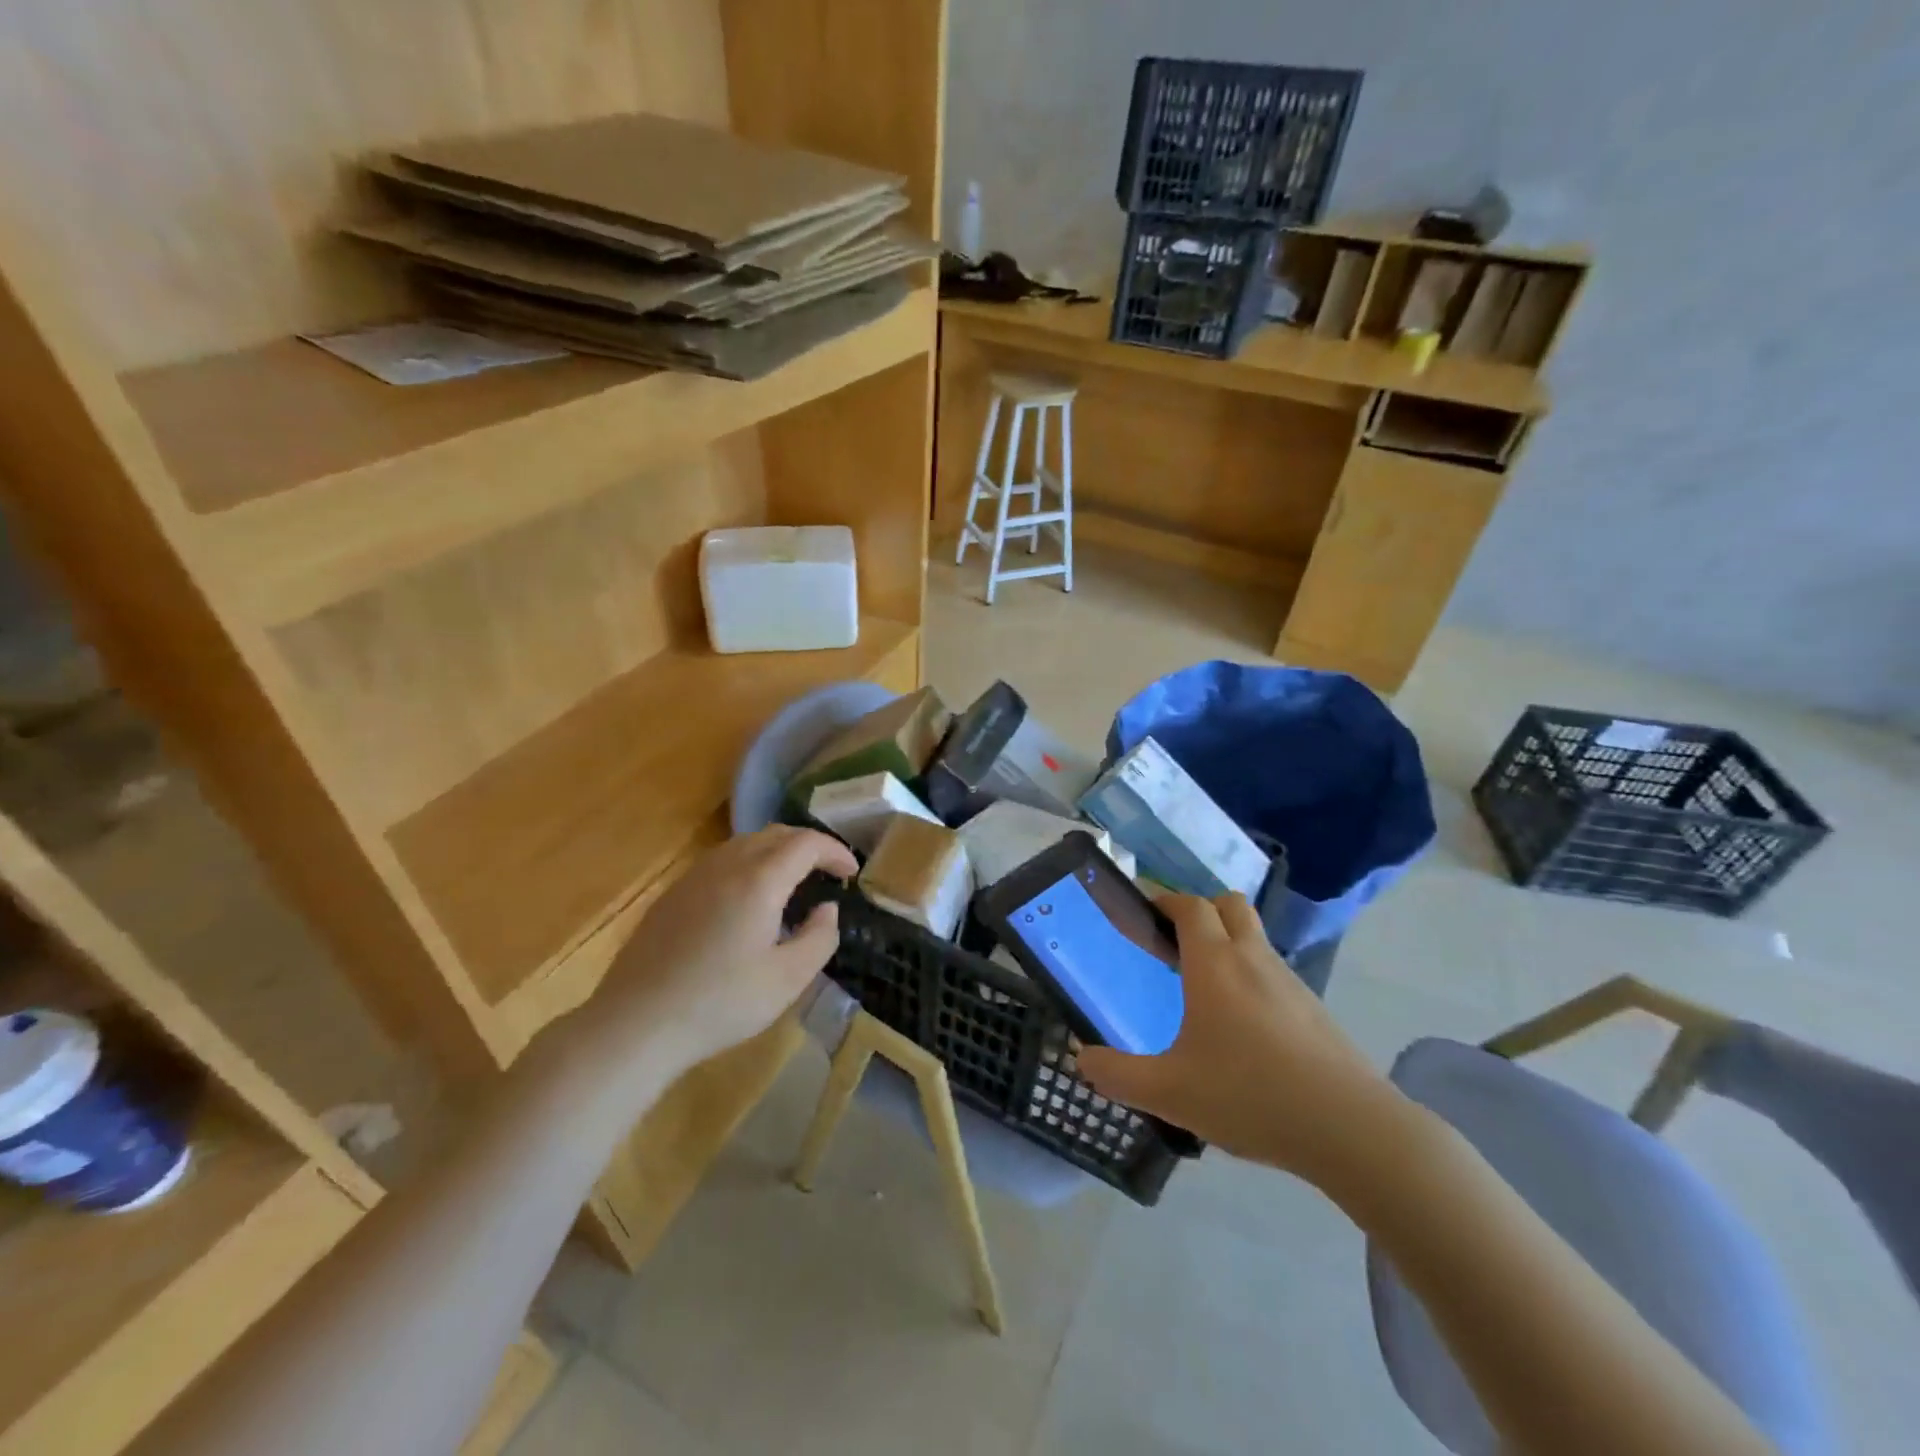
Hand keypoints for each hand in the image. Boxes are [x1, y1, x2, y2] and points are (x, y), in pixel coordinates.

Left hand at [584, 826, 856, 1081]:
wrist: (637, 1024)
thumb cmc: (720, 1003)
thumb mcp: (787, 979)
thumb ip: (819, 937)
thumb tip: (827, 909)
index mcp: (759, 881)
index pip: (806, 843)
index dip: (835, 851)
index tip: (851, 873)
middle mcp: (726, 866)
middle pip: (775, 834)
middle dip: (808, 845)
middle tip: (827, 872)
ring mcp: (694, 877)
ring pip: (745, 843)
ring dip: (777, 852)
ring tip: (792, 881)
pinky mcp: (672, 895)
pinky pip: (720, 861)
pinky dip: (748, 864)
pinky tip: (748, 900)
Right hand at [1074, 893, 1400, 1186]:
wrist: (1350, 1128)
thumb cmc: (1250, 1095)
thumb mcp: (1170, 1092)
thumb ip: (1118, 1075)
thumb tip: (1081, 1059)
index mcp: (1214, 964)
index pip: (1188, 906)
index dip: (1163, 900)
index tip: (1142, 912)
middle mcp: (1253, 959)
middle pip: (1228, 905)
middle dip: (1199, 911)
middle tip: (1173, 945)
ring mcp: (1289, 981)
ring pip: (1255, 938)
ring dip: (1228, 943)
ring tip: (1203, 990)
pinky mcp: (1313, 1009)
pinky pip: (1273, 972)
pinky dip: (1252, 977)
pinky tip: (1243, 1028)